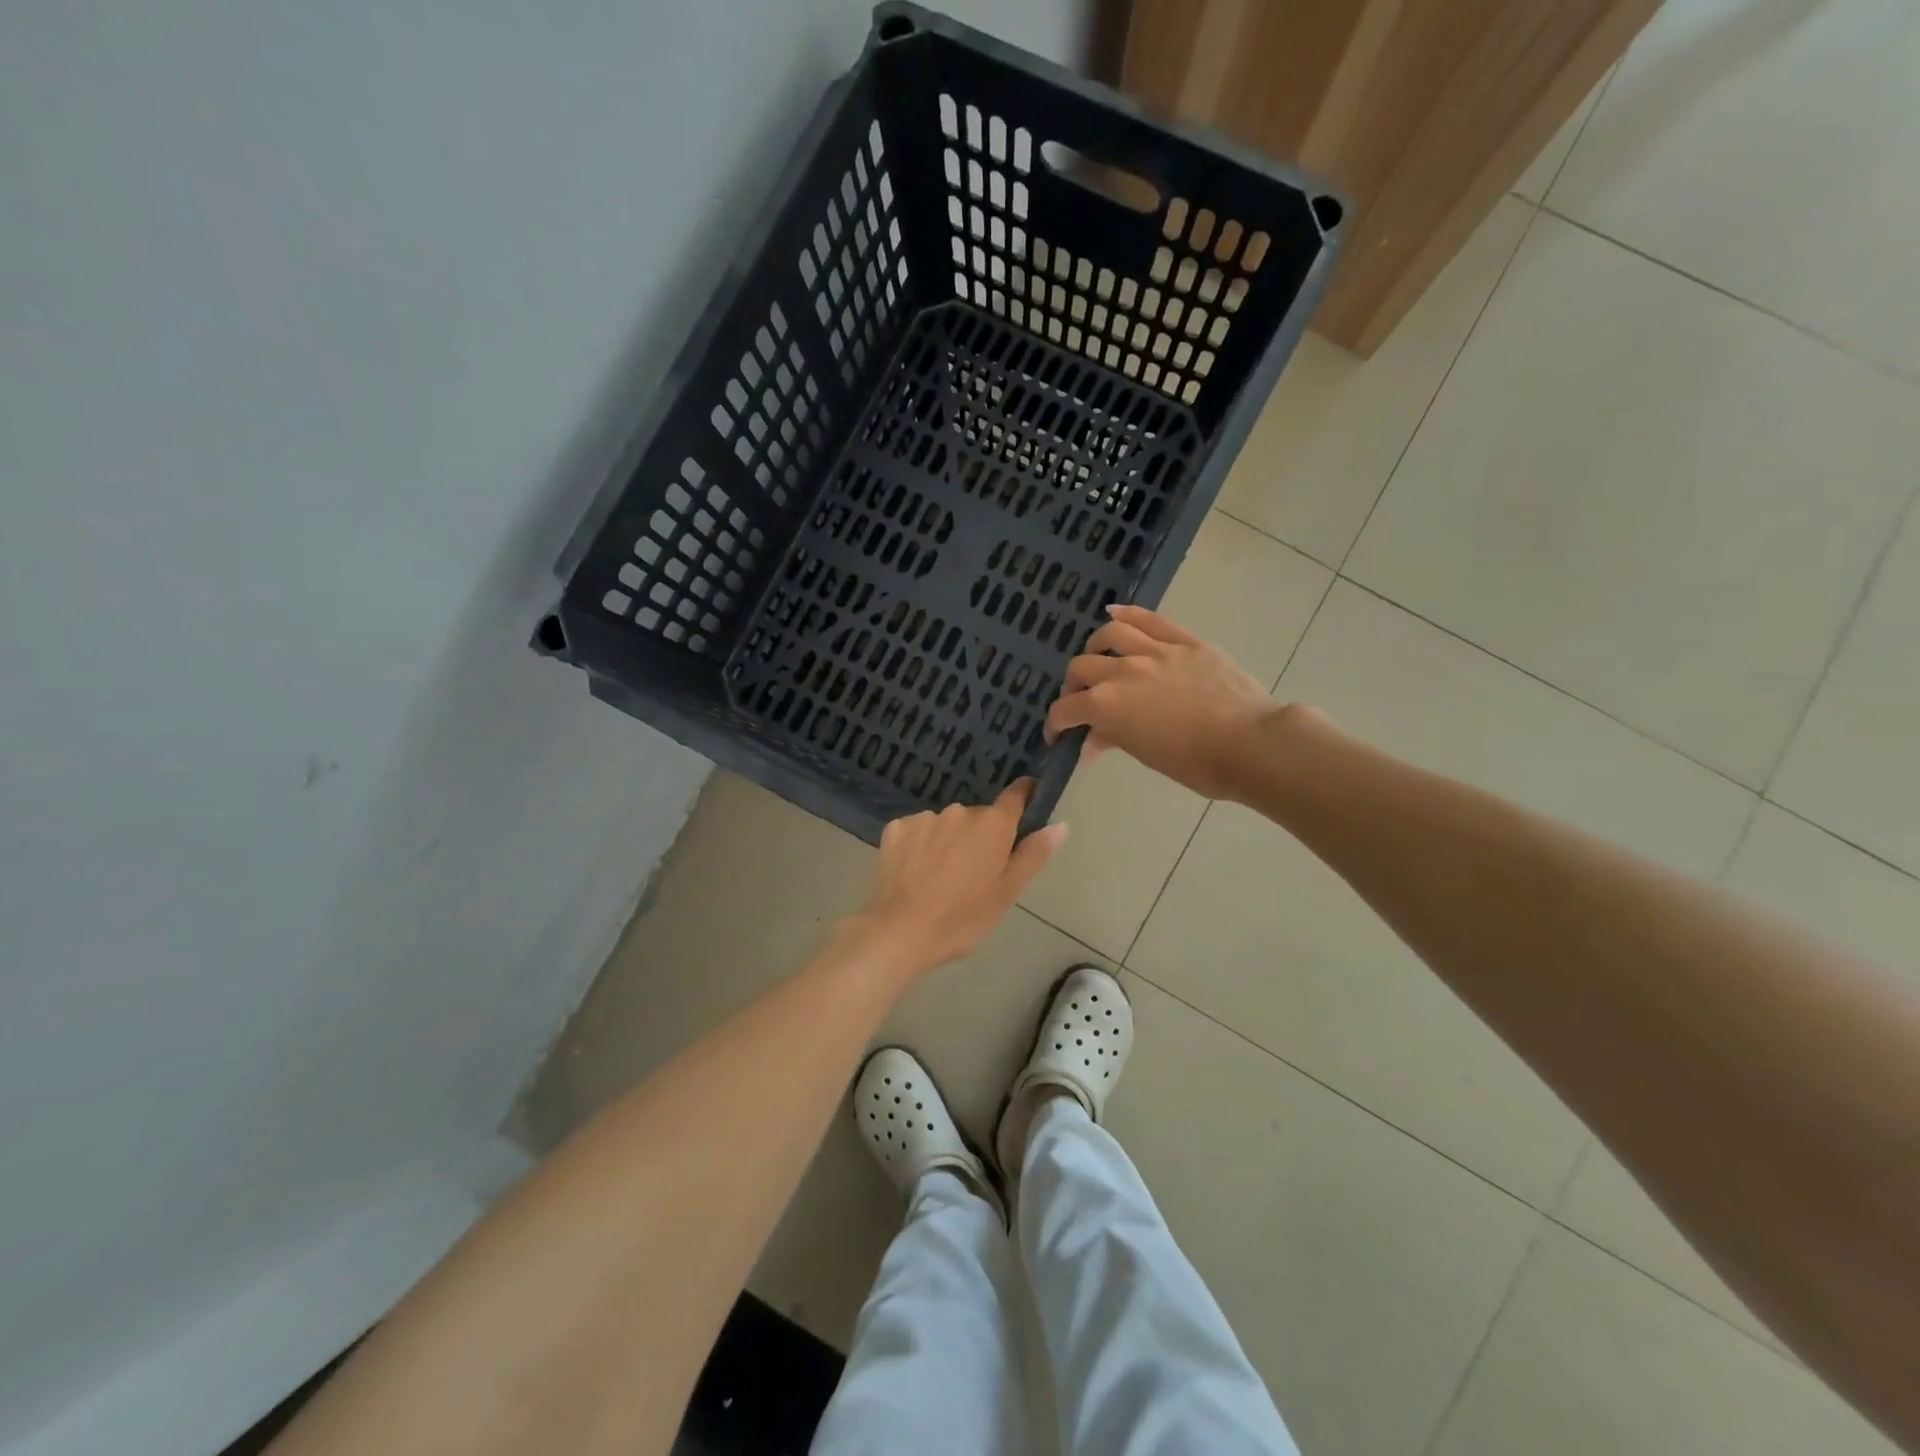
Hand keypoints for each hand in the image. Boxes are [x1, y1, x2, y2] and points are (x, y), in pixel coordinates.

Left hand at [848, 780, 1067, 975]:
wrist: (900, 932)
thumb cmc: (963, 918)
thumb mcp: (1007, 893)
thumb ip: (1034, 855)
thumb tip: (1060, 825)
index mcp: (992, 825)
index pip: (1016, 796)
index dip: (1024, 796)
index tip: (1027, 803)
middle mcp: (959, 811)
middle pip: (979, 817)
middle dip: (980, 837)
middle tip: (975, 874)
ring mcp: (924, 818)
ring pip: (946, 824)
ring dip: (949, 841)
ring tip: (941, 878)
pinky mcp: (896, 829)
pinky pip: (917, 831)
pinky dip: (920, 846)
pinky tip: (915, 873)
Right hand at [1046, 604, 1280, 800]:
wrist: (1251, 744)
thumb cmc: (1198, 764)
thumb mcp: (1148, 756)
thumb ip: (1114, 739)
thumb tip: (1092, 741)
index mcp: (1108, 705)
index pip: (1067, 709)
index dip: (1056, 723)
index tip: (1057, 734)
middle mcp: (1123, 671)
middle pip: (1082, 668)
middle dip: (1073, 687)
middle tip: (1081, 701)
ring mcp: (1155, 650)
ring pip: (1111, 635)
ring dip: (1095, 647)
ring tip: (1098, 658)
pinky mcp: (1185, 641)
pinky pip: (1150, 619)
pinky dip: (1127, 614)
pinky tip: (1115, 614)